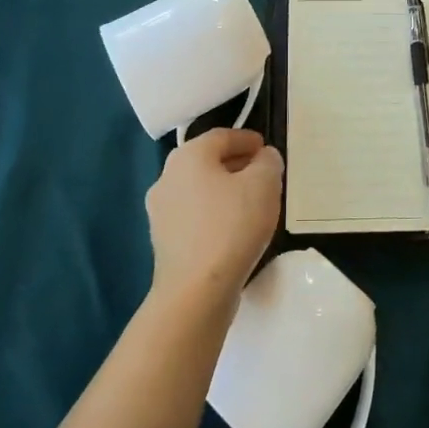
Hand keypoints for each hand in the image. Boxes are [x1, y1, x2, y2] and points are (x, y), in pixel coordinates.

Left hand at [145, 128, 282, 310]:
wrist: (195, 291)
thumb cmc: (232, 227)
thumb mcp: (265, 184)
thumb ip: (268, 161)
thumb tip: (263, 158)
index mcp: (188, 155)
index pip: (222, 136)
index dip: (248, 139)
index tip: (267, 150)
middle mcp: (167, 176)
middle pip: (207, 161)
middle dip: (236, 164)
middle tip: (262, 175)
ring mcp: (160, 210)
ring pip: (199, 189)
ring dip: (224, 190)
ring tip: (250, 204)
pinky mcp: (162, 240)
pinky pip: (193, 215)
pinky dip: (212, 214)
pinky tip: (232, 230)